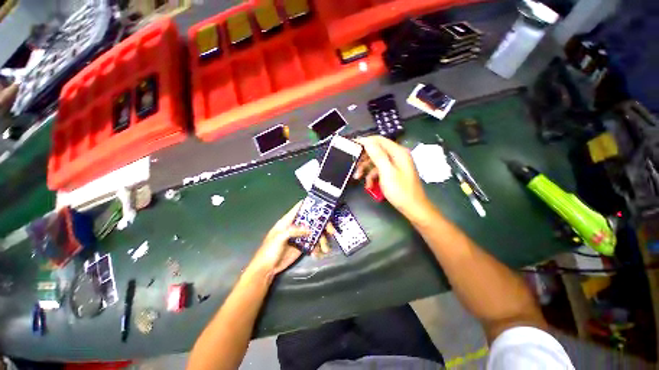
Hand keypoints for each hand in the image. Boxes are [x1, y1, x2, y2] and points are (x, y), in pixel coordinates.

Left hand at [250, 201, 334, 276]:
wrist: (267, 268)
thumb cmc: (269, 250)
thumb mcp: (279, 237)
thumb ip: (294, 231)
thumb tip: (309, 230)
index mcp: (288, 221)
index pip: (299, 208)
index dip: (309, 205)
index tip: (321, 205)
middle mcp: (296, 226)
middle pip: (311, 221)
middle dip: (322, 224)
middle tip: (331, 230)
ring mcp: (300, 236)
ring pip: (314, 233)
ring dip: (322, 239)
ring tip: (325, 248)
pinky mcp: (302, 246)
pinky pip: (313, 244)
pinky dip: (317, 247)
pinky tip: (318, 253)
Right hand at [354, 136, 429, 216]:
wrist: (414, 208)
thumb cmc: (400, 191)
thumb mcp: (387, 173)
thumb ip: (377, 155)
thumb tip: (367, 141)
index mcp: (398, 152)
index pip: (378, 140)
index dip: (364, 141)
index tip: (351, 145)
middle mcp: (397, 155)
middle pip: (376, 151)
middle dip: (364, 158)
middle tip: (354, 165)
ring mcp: (396, 164)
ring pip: (376, 161)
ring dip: (366, 169)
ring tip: (358, 177)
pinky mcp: (394, 172)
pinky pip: (380, 170)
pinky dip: (373, 176)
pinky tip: (369, 185)